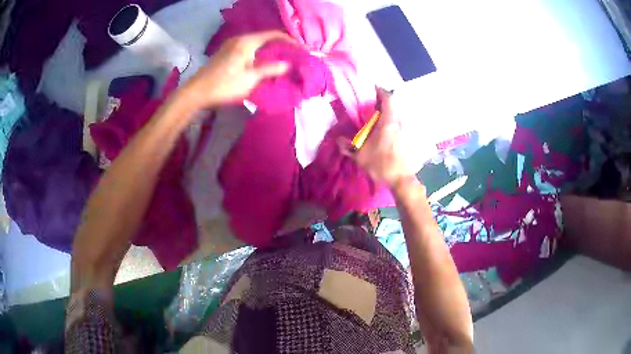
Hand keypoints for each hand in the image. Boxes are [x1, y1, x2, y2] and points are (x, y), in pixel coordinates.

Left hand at [182, 31, 294, 108]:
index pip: (273, 34)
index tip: (300, 49)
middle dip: (280, 46)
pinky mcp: (225, 54)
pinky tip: (262, 64)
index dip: (289, 40)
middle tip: (292, 56)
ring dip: (268, 50)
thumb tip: (287, 64)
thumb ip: (270, 69)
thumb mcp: (251, 78)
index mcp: (247, 42)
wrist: (196, 93)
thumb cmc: (224, 85)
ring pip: (256, 44)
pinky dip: (258, 54)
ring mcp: (230, 46)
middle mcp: (239, 39)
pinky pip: (247, 49)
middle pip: (264, 38)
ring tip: (280, 60)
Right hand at [338, 88, 414, 189]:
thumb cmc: (381, 164)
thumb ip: (348, 147)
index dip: (381, 91)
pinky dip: (392, 123)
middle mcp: (399, 122)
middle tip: (371, 105)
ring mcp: (406, 131)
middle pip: (393, 105)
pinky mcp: (408, 139)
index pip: (388, 98)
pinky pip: (400, 124)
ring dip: (388, 113)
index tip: (372, 88)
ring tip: (377, 119)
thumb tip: (338, 141)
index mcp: (388, 122)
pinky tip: (384, 133)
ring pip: (397, 115)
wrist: (401, 180)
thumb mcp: (360, 156)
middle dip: (383, 102)